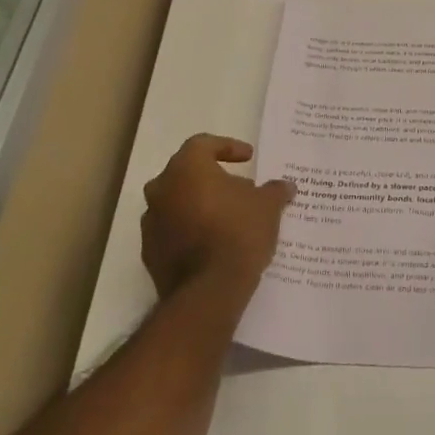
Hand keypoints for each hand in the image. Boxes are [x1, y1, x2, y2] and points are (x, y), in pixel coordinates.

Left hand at [141, 135, 294, 300]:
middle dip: (211, 178)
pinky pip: (171, 230)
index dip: (227, 146)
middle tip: (237, 188)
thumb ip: (275, 190)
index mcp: (187, 169)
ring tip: (227, 217)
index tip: (248, 158)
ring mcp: (151, 222)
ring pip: (176, 202)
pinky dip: (189, 230)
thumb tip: (285, 186)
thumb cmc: (238, 233)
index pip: (203, 144)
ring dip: (198, 204)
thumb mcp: (268, 206)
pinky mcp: (150, 252)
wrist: (208, 290)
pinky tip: (212, 242)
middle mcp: (162, 189)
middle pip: (186, 173)